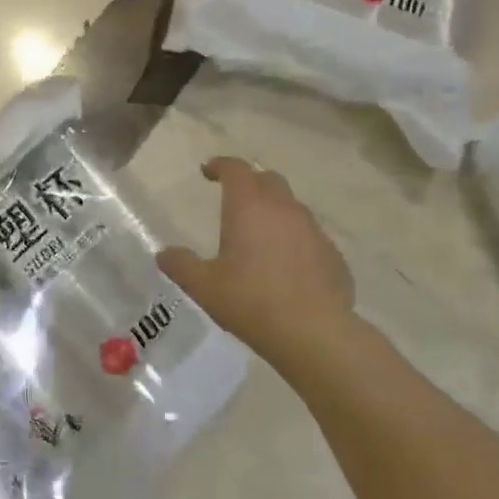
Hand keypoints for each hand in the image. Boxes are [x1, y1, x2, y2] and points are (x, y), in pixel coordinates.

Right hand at [157, 157, 355, 362]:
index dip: (220, 165)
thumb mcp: (203, 286)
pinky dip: (294, 240)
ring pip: (292, 207)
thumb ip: (181, 265)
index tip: (207, 171)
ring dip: (273, 211)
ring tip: (258, 235)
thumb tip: (164, 254)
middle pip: (268, 180)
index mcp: (249, 207)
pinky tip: (285, 266)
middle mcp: (284, 209)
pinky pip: (309, 236)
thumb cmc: (250, 301)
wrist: (314, 333)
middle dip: (249, 182)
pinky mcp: (333, 255)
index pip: (236, 169)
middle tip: (233, 197)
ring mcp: (314, 231)